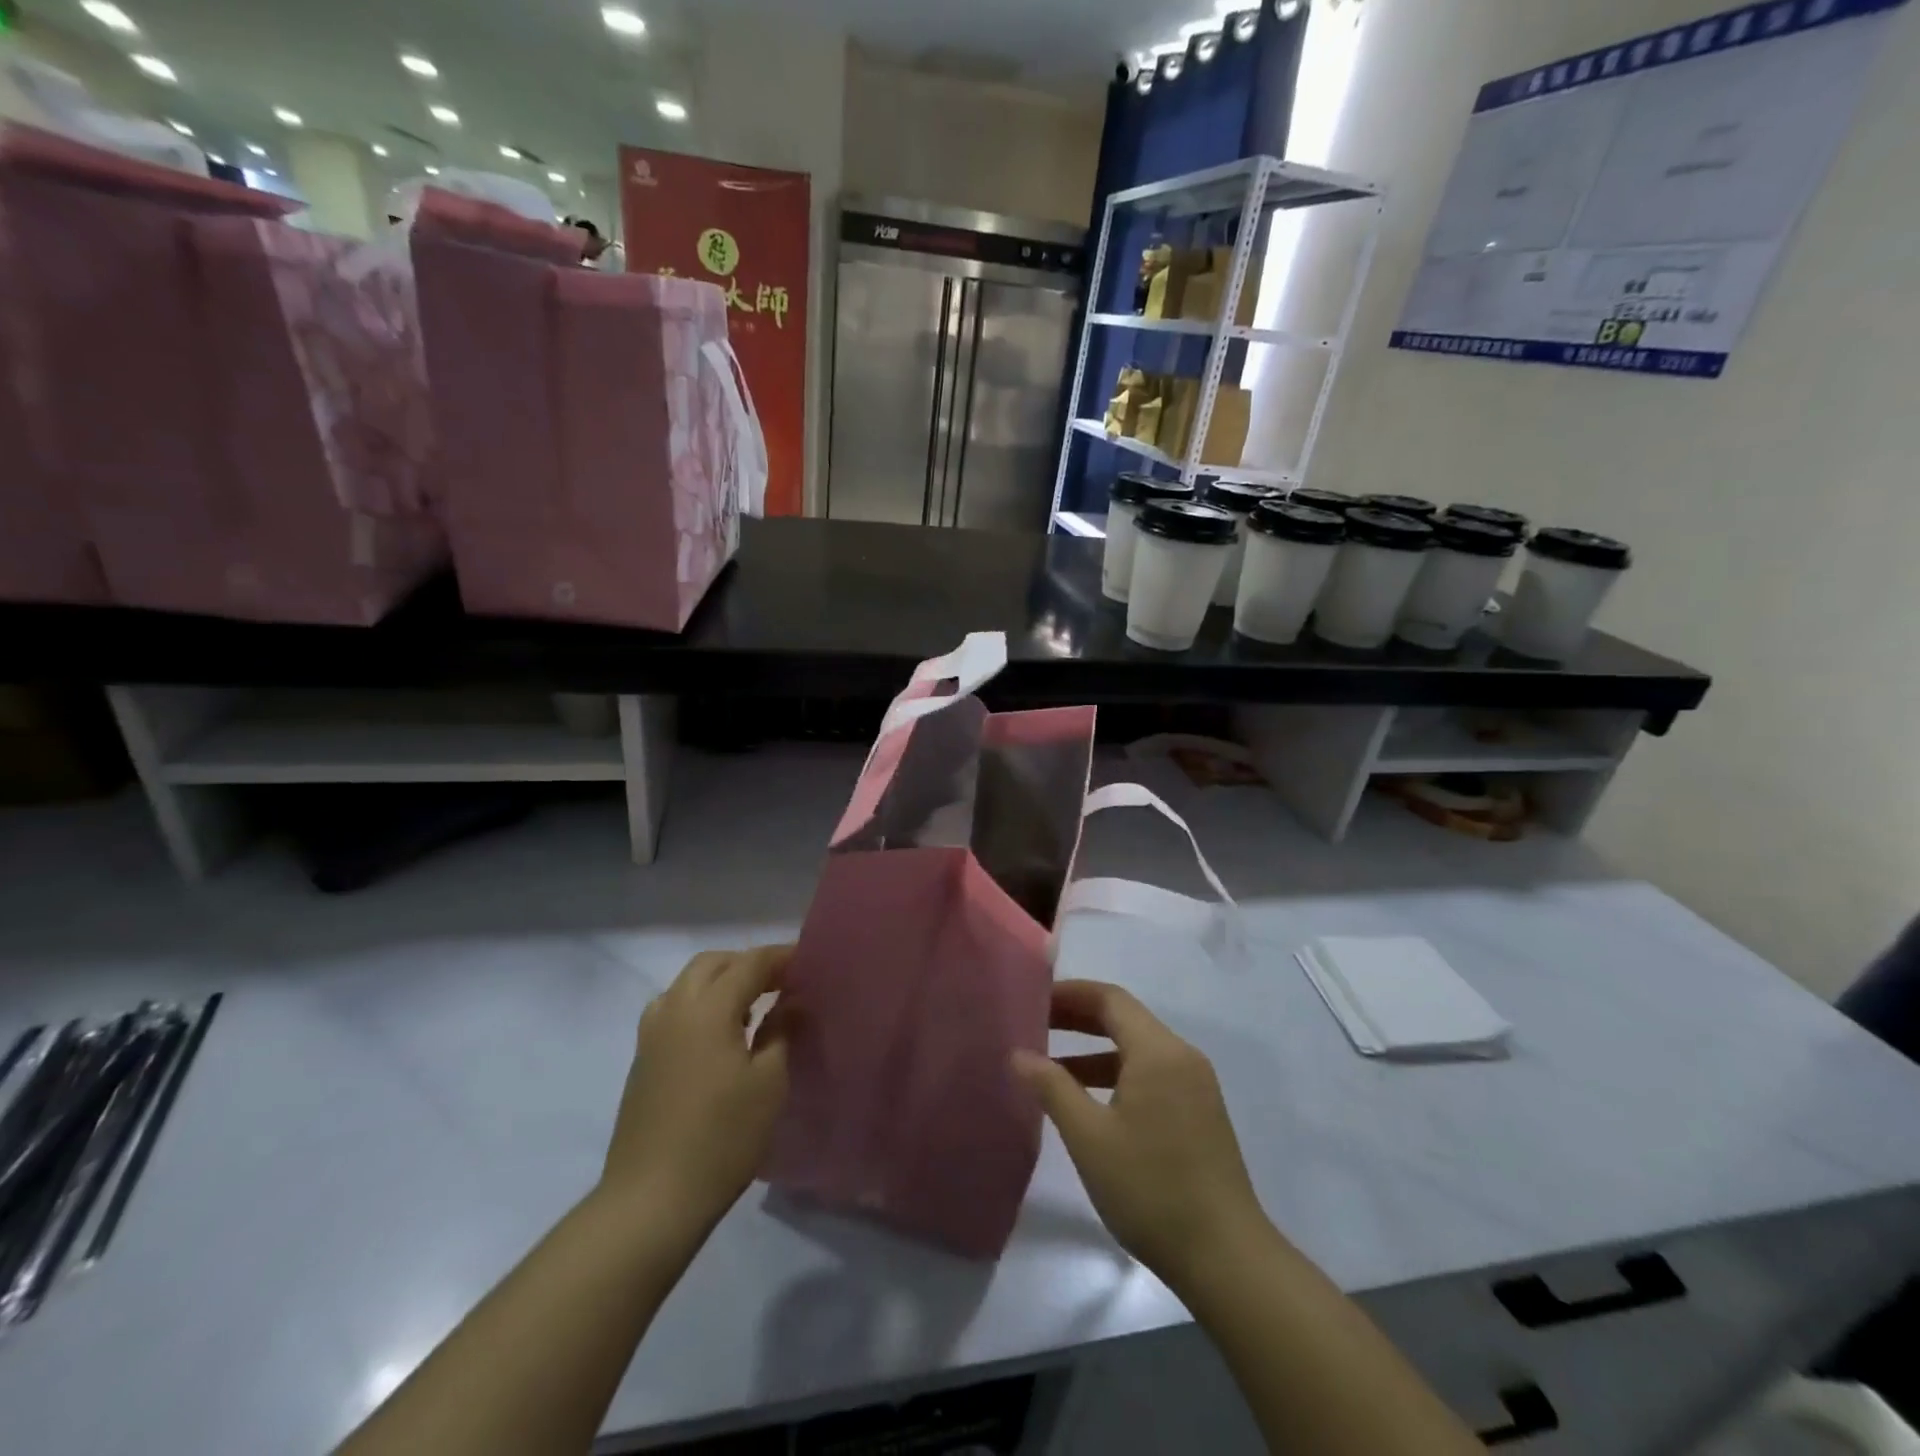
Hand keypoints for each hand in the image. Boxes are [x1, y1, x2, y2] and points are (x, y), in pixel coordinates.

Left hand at [601, 946, 791, 1233]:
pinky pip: (673, 1008)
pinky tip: (719, 1033)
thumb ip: (781, 1031)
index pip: (750, 963)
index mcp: (708, 1008)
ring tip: (752, 1004)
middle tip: (781, 981)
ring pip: (687, 983)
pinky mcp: (643, 1060)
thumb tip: (792, 1001)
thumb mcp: (768, 1083)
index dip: (781, 957)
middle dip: (748, 963)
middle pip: (713, 963)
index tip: (809, 961)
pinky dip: (700, 1003)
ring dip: (721, 980)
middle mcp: (675, 1009)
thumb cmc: (722, 1138)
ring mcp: (652, 1035)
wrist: (651, 1200)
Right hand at [1013, 980, 1270, 1290]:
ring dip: (1095, 1050)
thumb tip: (1019, 1054)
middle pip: (1125, 1019)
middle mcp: (1181, 1057)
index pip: (1110, 999)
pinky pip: (1151, 1075)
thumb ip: (1052, 1088)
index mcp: (1159, 1051)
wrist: (1227, 1259)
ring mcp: (1195, 1086)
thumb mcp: (1090, 1138)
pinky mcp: (1199, 1114)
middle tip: (1036, 1025)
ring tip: (1051, 1067)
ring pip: (1138, 1049)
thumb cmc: (1152, 1189)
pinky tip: (1090, 1103)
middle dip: (1079, 1018)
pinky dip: (1117, 1075)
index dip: (1070, 994)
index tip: (1033, 1000)